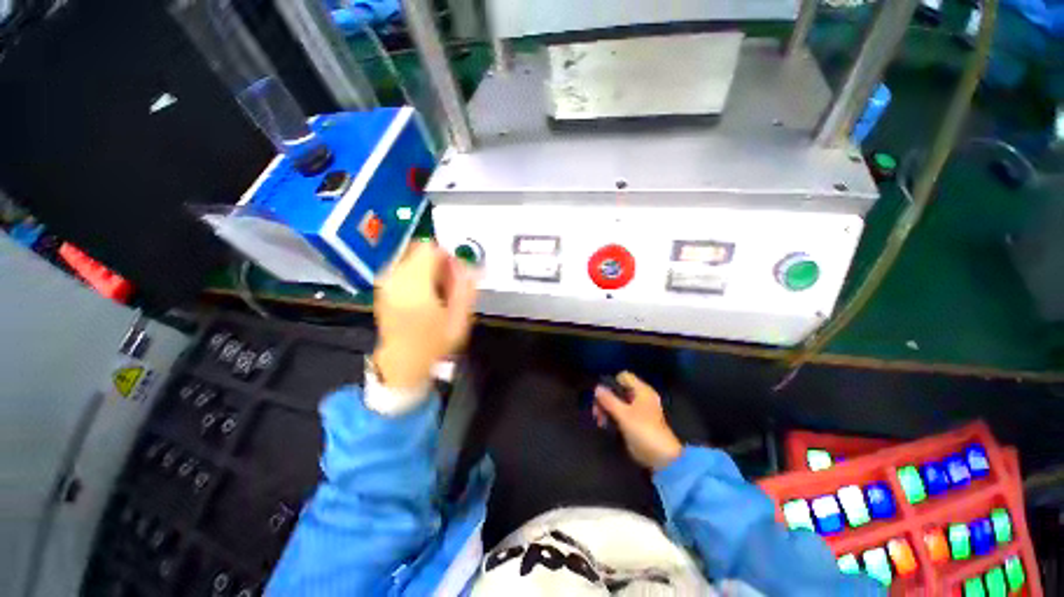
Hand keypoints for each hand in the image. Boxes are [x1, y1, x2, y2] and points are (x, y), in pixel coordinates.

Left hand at [372, 241, 477, 391]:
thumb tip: (466, 264)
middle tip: (449, 283)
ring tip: (437, 290)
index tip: (456, 272)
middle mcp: (394, 280)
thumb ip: (464, 287)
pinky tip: (424, 293)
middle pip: (419, 250)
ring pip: (411, 257)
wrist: (404, 362)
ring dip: (428, 267)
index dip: (447, 255)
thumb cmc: (435, 343)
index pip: (429, 249)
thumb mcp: (459, 318)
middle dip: (438, 261)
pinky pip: (403, 267)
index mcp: (414, 287)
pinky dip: (417, 273)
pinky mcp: (382, 287)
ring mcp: (385, 283)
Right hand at [594, 372, 682, 470]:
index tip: (602, 395)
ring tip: (600, 421)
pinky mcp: (636, 422)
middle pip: (618, 390)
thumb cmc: (643, 430)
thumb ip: (609, 400)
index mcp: (642, 391)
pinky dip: (612, 417)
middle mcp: (640, 397)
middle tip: (596, 411)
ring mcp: (638, 410)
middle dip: (606, 399)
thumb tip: (597, 388)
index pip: (623, 376)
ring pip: (618, 402)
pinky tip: (605, 425)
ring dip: (606, 409)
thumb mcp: (623, 414)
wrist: (661, 457)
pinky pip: (620, 413)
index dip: (611, 382)